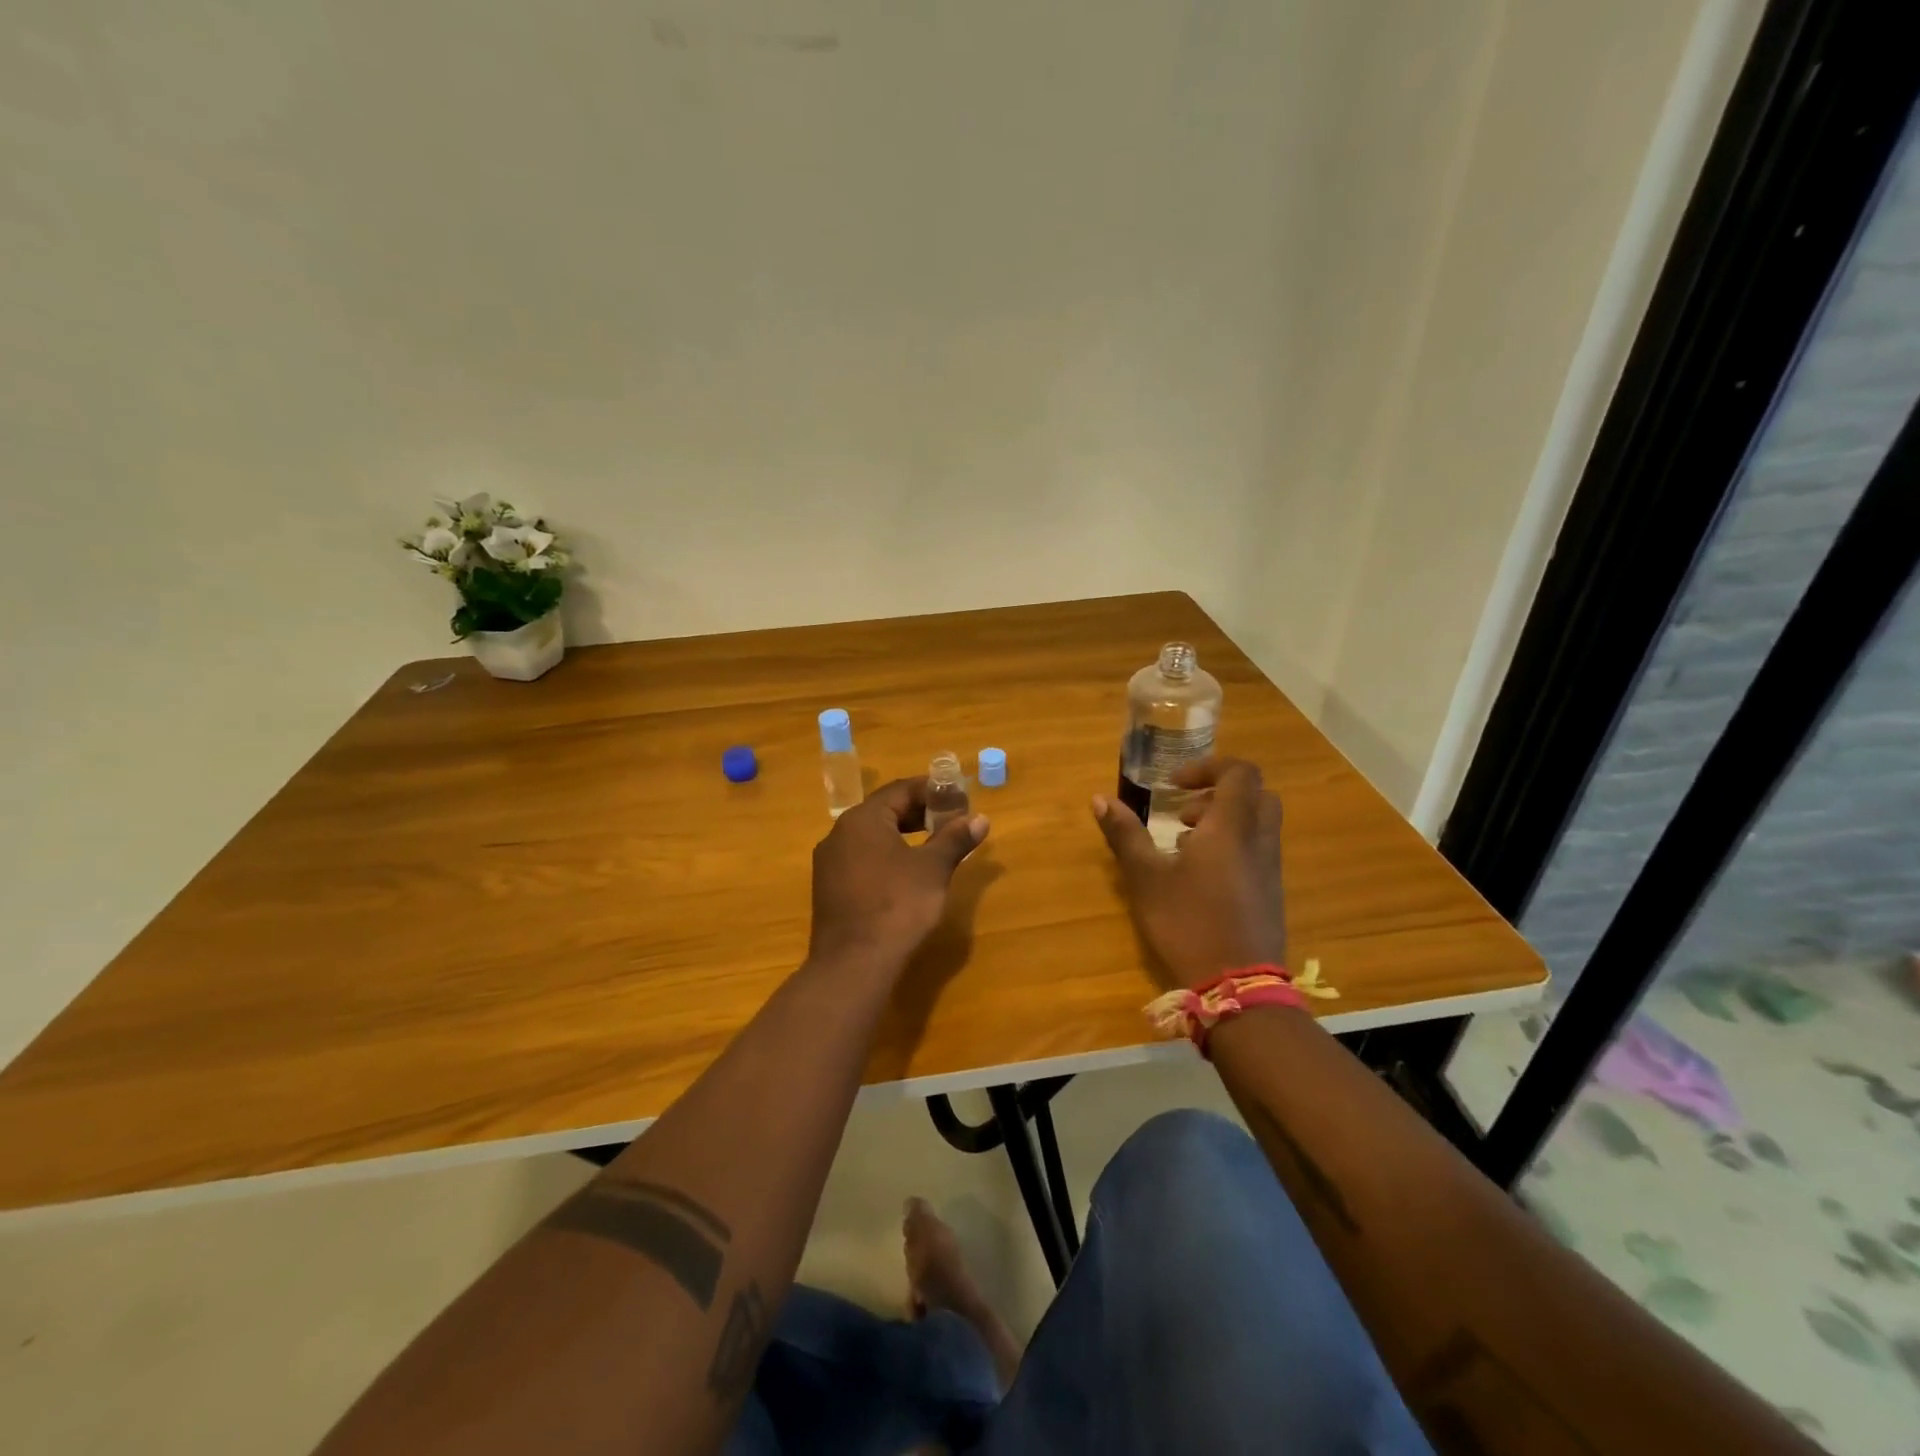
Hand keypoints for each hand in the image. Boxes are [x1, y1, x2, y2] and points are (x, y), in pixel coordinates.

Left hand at [808, 778, 989, 977]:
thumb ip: (955, 839)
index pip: (900, 790)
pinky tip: (907, 873)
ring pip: (872, 836)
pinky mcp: (829, 888)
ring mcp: (830, 862)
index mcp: (862, 819)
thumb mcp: (933, 869)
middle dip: (920, 812)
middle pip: (884, 811)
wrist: (853, 964)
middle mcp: (839, 834)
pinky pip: (862, 858)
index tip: (959, 797)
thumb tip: (980, 819)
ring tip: (935, 844)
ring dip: (904, 834)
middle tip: (952, 820)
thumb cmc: (897, 906)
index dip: (933, 790)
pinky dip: (887, 855)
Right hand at [1091, 756, 1286, 989]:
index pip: (1239, 773)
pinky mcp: (1271, 895)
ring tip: (1183, 847)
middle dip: (1218, 793)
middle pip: (1255, 795)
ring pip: (1257, 826)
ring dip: (1223, 823)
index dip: (1207, 767)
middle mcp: (1259, 841)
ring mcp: (1269, 870)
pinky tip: (1198, 879)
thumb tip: (1099, 799)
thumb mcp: (1146, 877)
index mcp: (1231, 827)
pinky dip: (1231, 849)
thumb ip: (1125, 835)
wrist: (1238, 987)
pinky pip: (1256, 853)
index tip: (1174, 784)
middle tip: (1183, 813)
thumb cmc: (1187, 922)